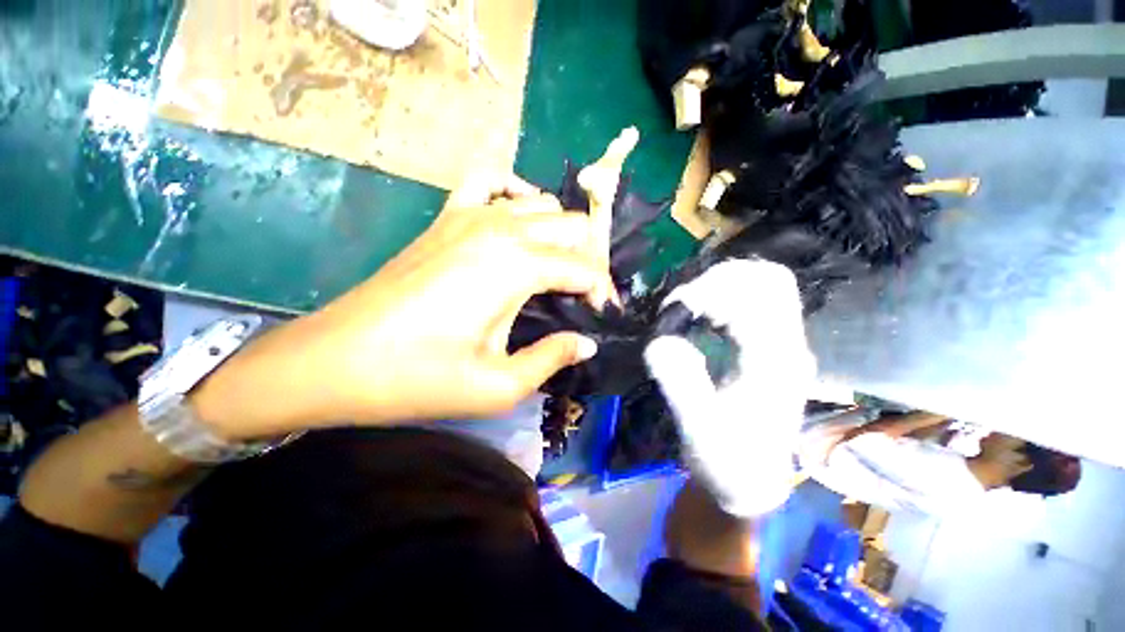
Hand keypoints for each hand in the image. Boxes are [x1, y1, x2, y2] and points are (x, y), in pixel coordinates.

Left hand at [193, 175, 614, 438]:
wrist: (337, 360)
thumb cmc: (419, 378)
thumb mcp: (497, 386)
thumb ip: (551, 359)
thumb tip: (586, 343)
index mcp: (516, 266)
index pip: (585, 267)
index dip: (602, 292)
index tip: (603, 316)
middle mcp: (501, 229)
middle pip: (572, 226)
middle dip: (588, 260)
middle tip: (582, 296)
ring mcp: (470, 215)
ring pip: (541, 204)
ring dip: (560, 234)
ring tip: (556, 269)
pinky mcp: (447, 218)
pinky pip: (490, 182)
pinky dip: (514, 193)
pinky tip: (517, 218)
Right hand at [645, 259, 814, 517]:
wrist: (752, 481)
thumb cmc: (729, 462)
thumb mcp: (700, 432)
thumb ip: (682, 386)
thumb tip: (660, 341)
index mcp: (776, 364)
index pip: (758, 299)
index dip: (710, 293)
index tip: (676, 311)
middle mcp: (787, 344)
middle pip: (769, 278)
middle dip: (717, 280)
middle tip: (682, 304)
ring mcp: (781, 342)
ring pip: (763, 282)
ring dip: (719, 285)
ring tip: (687, 308)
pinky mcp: (767, 344)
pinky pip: (751, 299)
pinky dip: (721, 295)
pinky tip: (698, 314)